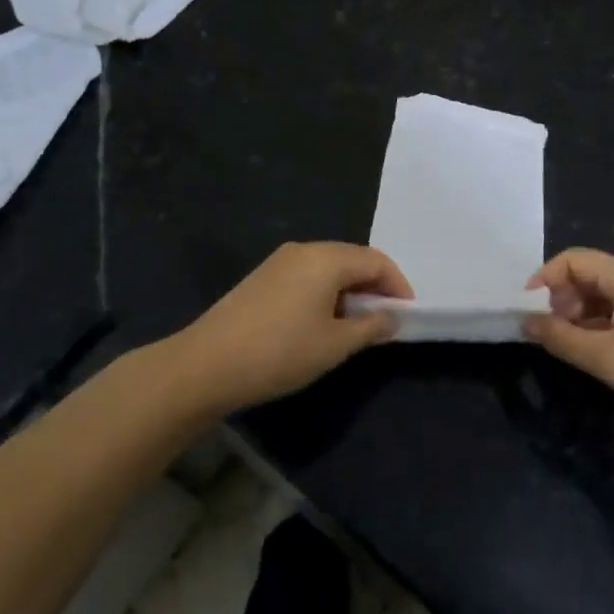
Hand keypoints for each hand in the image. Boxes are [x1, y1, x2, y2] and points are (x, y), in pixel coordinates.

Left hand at [168, 242, 411, 415]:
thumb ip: (370, 328)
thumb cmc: (280, 352)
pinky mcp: (262, 277)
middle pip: (352, 258)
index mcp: (326, 258)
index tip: (406, 314)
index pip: (376, 260)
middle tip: (384, 319)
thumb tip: (391, 317)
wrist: (207, 364)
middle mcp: (304, 249)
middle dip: (374, 285)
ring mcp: (279, 261)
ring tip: (355, 324)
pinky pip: (307, 275)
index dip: (397, 285)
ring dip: (349, 289)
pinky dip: (325, 291)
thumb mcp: (334, 345)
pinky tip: (321, 321)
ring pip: (328, 266)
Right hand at [524, 248, 613, 441]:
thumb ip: (562, 338)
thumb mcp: (606, 357)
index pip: (574, 259)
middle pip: (588, 274)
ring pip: (603, 296)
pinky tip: (595, 354)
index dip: (545, 278)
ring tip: (569, 346)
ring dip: (579, 315)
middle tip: (549, 332)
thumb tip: (527, 322)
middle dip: (561, 298)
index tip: (527, 309)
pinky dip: (599, 327)